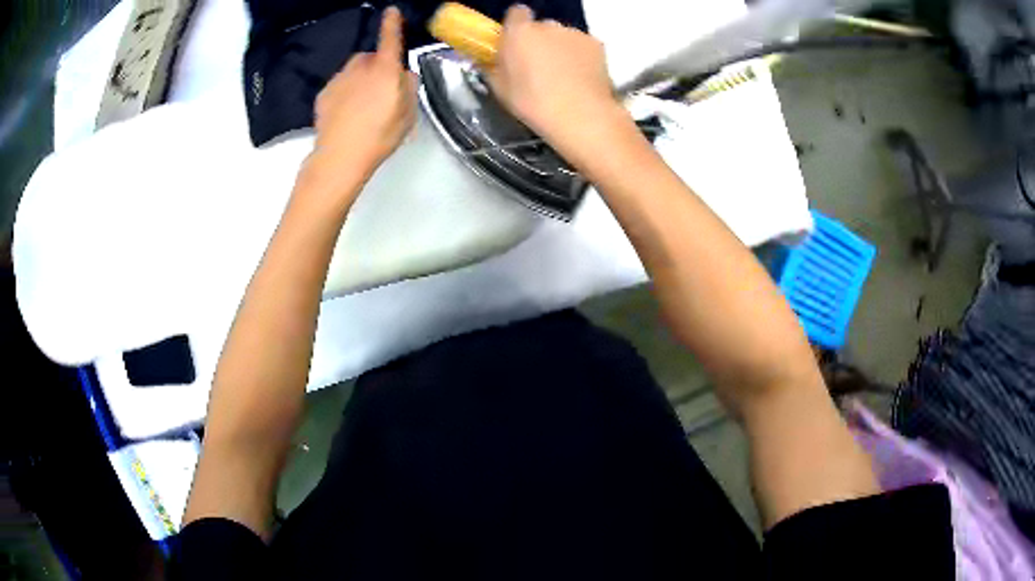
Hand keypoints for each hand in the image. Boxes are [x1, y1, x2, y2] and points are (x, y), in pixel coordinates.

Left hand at [304, 6, 417, 200]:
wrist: (340, 157)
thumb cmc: (379, 137)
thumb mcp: (408, 115)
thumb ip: (409, 88)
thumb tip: (403, 74)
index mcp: (385, 71)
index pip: (390, 40)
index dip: (392, 24)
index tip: (391, 11)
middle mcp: (361, 68)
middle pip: (370, 58)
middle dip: (376, 66)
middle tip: (381, 92)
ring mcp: (339, 79)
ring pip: (353, 71)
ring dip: (360, 79)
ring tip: (362, 107)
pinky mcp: (324, 93)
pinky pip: (339, 84)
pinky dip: (345, 92)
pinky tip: (346, 114)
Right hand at [488, 5, 625, 150]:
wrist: (580, 115)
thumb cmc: (533, 103)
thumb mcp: (500, 89)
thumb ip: (492, 67)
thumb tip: (489, 61)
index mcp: (519, 32)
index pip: (516, 13)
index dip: (515, 25)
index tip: (515, 41)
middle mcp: (548, 26)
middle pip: (540, 27)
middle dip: (538, 40)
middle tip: (537, 65)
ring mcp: (574, 33)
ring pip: (563, 36)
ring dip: (560, 48)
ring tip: (562, 75)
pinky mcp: (596, 44)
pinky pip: (582, 46)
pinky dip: (580, 56)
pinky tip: (580, 77)